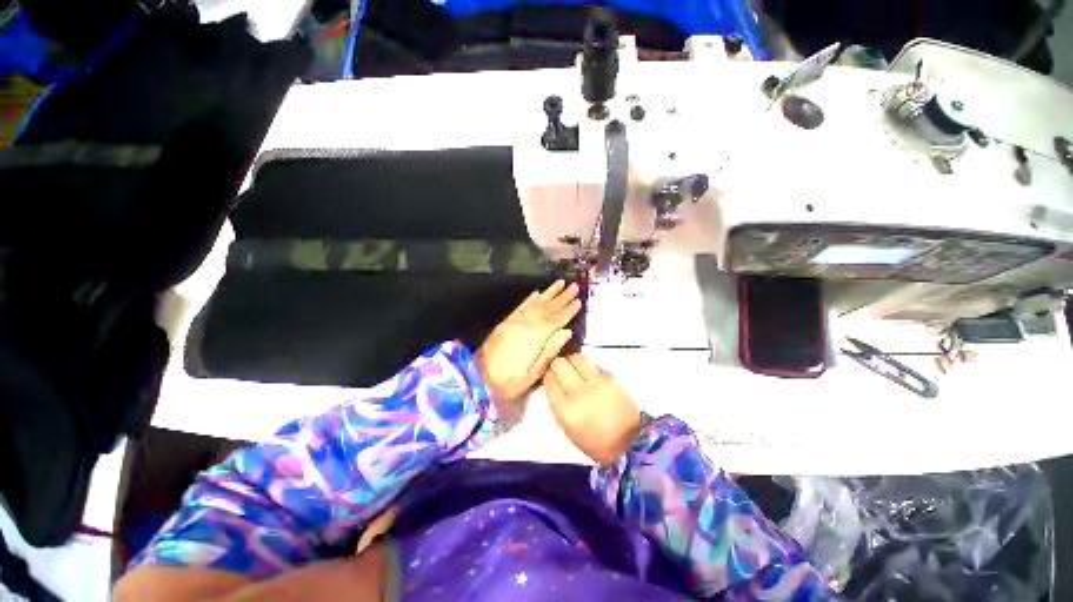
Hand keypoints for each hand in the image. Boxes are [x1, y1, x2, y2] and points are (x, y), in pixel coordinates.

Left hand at [477, 280, 581, 416]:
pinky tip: (537, 292)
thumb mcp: (533, 373)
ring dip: (549, 292)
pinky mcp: (506, 322)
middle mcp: (527, 324)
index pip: (557, 320)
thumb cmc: (509, 381)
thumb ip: (551, 350)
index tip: (579, 301)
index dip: (569, 310)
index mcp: (536, 337)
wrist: (478, 378)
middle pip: (548, 308)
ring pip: (536, 303)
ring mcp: (515, 321)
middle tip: (574, 286)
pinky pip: (521, 306)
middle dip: (563, 297)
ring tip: (560, 282)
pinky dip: (530, 298)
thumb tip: (567, 332)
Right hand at [543, 354, 641, 466]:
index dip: (548, 376)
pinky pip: (592, 365)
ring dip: (572, 360)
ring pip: (577, 358)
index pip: (549, 381)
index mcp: (566, 409)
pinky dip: (587, 367)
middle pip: (560, 364)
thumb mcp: (568, 429)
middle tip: (559, 369)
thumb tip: (553, 384)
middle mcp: (579, 392)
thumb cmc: (596, 442)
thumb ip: (558, 405)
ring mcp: (596, 382)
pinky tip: (588, 374)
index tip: (549, 375)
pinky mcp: (610, 378)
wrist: (630, 442)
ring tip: (573, 367)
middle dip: (557, 364)